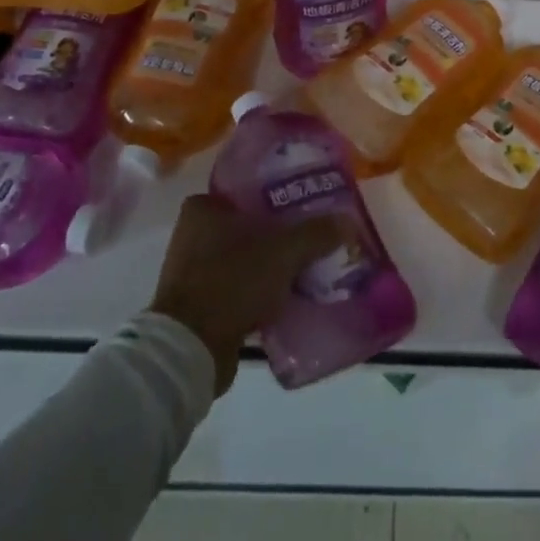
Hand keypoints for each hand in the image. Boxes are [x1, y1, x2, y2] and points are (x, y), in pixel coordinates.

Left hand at [148, 194, 344, 394]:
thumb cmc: (231, 282)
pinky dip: (260, 292)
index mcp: (203, 209)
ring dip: (270, 265)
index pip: (247, 190)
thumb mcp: (283, 252)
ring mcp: (193, 272)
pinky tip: (289, 297)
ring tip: (307, 266)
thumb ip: (316, 233)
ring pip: (245, 259)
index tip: (305, 203)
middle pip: (249, 226)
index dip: (278, 194)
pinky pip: (239, 288)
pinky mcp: (199, 305)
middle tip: (313, 234)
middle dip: (279, 234)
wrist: (190, 351)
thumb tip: (348, 221)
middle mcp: (193, 235)